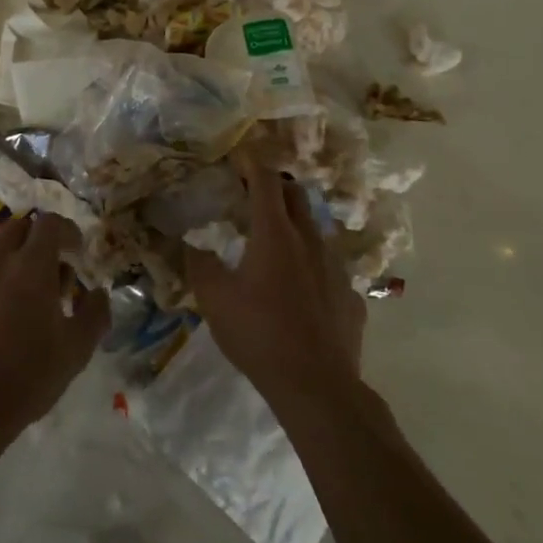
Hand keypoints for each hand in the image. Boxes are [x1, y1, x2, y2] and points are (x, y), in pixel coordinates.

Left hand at [0, 212, 107, 449]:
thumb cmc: (25, 378)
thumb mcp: (75, 351)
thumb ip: (94, 313)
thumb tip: (97, 293)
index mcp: (30, 266)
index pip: (50, 223)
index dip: (67, 231)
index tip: (76, 251)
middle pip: (18, 228)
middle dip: (37, 242)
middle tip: (48, 275)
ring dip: (10, 263)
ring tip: (18, 302)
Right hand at [186, 150, 365, 404]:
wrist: (317, 386)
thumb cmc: (259, 333)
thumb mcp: (214, 298)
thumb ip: (199, 264)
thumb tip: (190, 243)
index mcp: (275, 234)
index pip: (265, 182)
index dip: (251, 163)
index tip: (239, 156)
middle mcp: (310, 242)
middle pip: (296, 196)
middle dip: (275, 185)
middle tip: (253, 190)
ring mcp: (336, 269)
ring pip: (315, 231)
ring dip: (294, 223)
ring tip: (274, 239)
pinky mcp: (351, 297)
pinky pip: (329, 268)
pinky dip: (311, 264)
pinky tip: (300, 288)